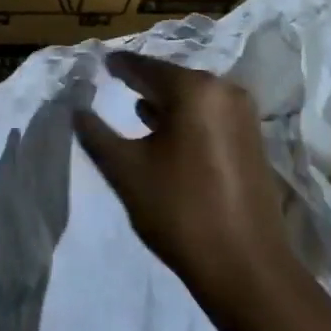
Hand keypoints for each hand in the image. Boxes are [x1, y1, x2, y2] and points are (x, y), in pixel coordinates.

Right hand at [73, 51, 301, 314]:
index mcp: (194, 90)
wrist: (246, 268)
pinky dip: (185, 119)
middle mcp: (224, 91)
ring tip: (135, 106)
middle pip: (172, 79)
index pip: (146, 67)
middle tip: (115, 80)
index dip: (119, 66)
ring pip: (193, 99)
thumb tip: (78, 110)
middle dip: (143, 82)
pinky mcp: (252, 141)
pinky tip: (166, 132)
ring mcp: (243, 116)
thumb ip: (97, 134)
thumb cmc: (180, 211)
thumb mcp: (126, 171)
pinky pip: (209, 116)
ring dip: (165, 103)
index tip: (100, 62)